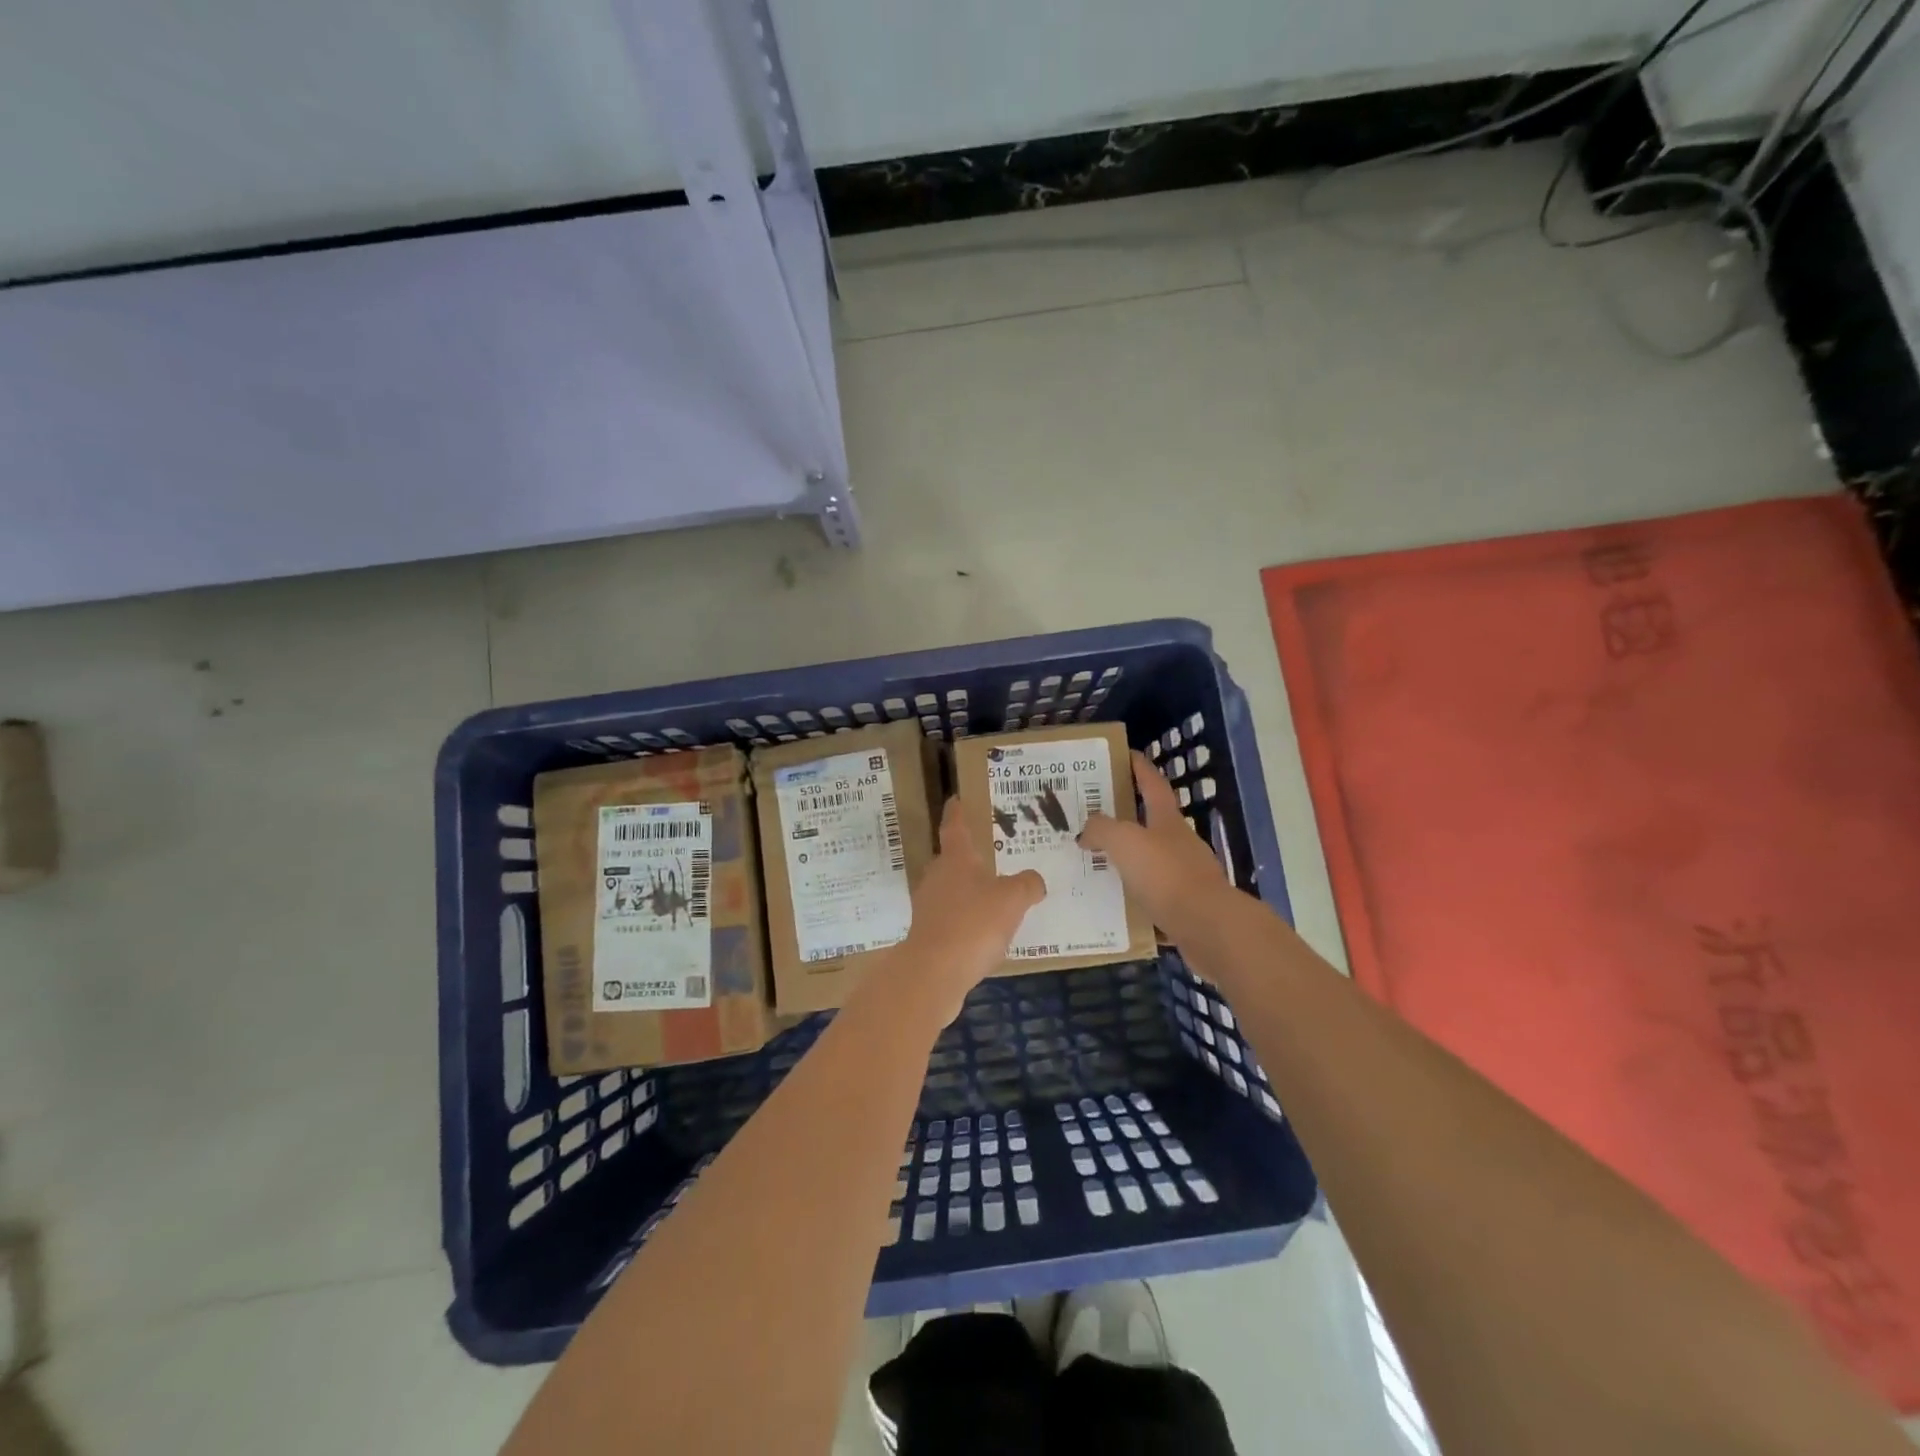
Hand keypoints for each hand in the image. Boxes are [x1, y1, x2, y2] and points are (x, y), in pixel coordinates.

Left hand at [890, 797, 1044, 1025]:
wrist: (934, 973)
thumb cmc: (974, 924)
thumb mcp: (1013, 899)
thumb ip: (1028, 884)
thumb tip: (1033, 881)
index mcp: (955, 859)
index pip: (954, 827)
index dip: (957, 812)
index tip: (955, 799)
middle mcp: (937, 877)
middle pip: (952, 861)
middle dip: (969, 859)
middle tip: (991, 857)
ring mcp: (928, 907)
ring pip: (951, 891)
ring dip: (969, 893)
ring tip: (995, 899)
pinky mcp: (927, 935)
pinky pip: (952, 919)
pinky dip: (967, 921)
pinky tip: (985, 935)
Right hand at [1079, 751, 1233, 945]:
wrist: (1207, 927)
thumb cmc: (1165, 874)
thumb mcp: (1125, 842)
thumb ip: (1101, 830)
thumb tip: (1086, 831)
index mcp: (1168, 821)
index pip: (1153, 784)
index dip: (1140, 768)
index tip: (1127, 755)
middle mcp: (1180, 843)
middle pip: (1153, 822)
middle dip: (1128, 817)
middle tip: (1096, 817)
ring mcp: (1187, 876)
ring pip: (1152, 861)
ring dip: (1129, 860)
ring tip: (1098, 863)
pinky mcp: (1187, 907)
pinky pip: (1155, 895)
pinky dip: (1136, 896)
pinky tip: (1116, 904)